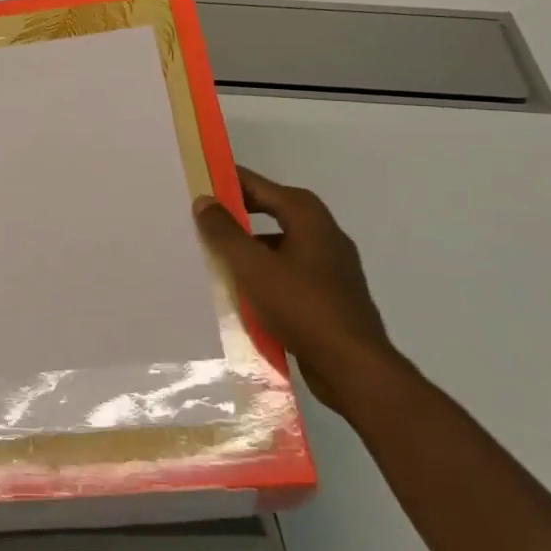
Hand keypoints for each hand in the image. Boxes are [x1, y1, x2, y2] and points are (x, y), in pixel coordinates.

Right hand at [194, 166, 401, 415]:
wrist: (353, 368)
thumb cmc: (302, 307)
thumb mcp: (253, 267)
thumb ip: (225, 233)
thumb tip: (204, 200)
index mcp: (308, 217)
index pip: (260, 186)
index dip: (229, 182)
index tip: (198, 183)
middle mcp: (323, 233)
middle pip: (272, 212)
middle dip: (236, 216)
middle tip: (200, 221)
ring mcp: (330, 266)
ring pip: (279, 245)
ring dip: (249, 249)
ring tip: (213, 258)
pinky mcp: (329, 295)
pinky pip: (288, 273)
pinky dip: (264, 275)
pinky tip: (241, 293)